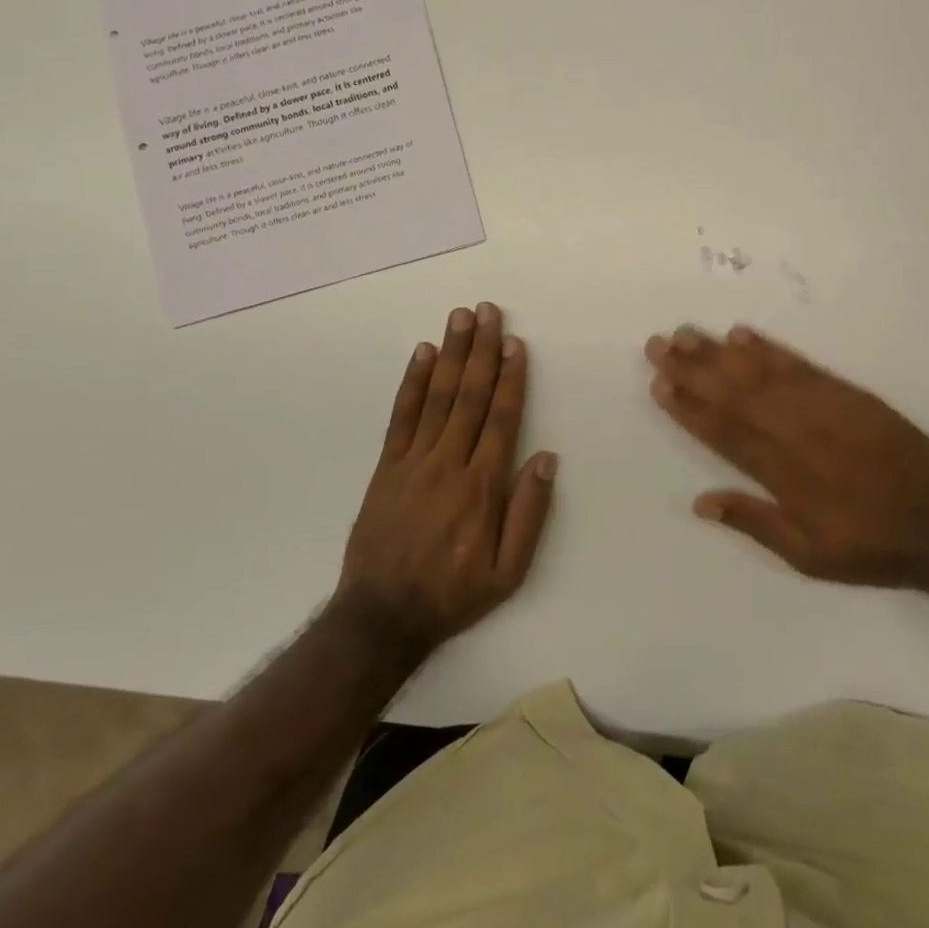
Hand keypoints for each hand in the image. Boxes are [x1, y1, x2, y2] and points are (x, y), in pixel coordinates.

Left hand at [334, 304, 557, 650]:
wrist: (382, 615)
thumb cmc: (453, 593)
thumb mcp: (508, 572)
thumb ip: (529, 513)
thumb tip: (546, 458)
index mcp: (482, 486)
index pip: (501, 419)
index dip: (511, 378)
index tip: (516, 344)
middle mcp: (448, 463)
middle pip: (470, 397)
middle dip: (482, 350)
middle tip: (489, 312)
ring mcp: (413, 462)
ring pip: (438, 397)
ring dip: (451, 354)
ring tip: (460, 318)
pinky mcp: (387, 467)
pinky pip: (401, 416)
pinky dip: (412, 383)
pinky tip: (422, 355)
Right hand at [644, 325, 928, 592]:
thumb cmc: (873, 547)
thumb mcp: (811, 557)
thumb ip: (756, 523)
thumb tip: (700, 502)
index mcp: (786, 476)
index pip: (725, 433)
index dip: (689, 407)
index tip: (659, 384)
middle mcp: (800, 434)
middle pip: (736, 394)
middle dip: (693, 368)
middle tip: (657, 344)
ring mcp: (826, 409)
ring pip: (763, 374)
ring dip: (721, 353)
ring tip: (687, 333)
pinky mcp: (850, 395)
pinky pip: (802, 366)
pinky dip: (771, 349)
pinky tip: (744, 335)